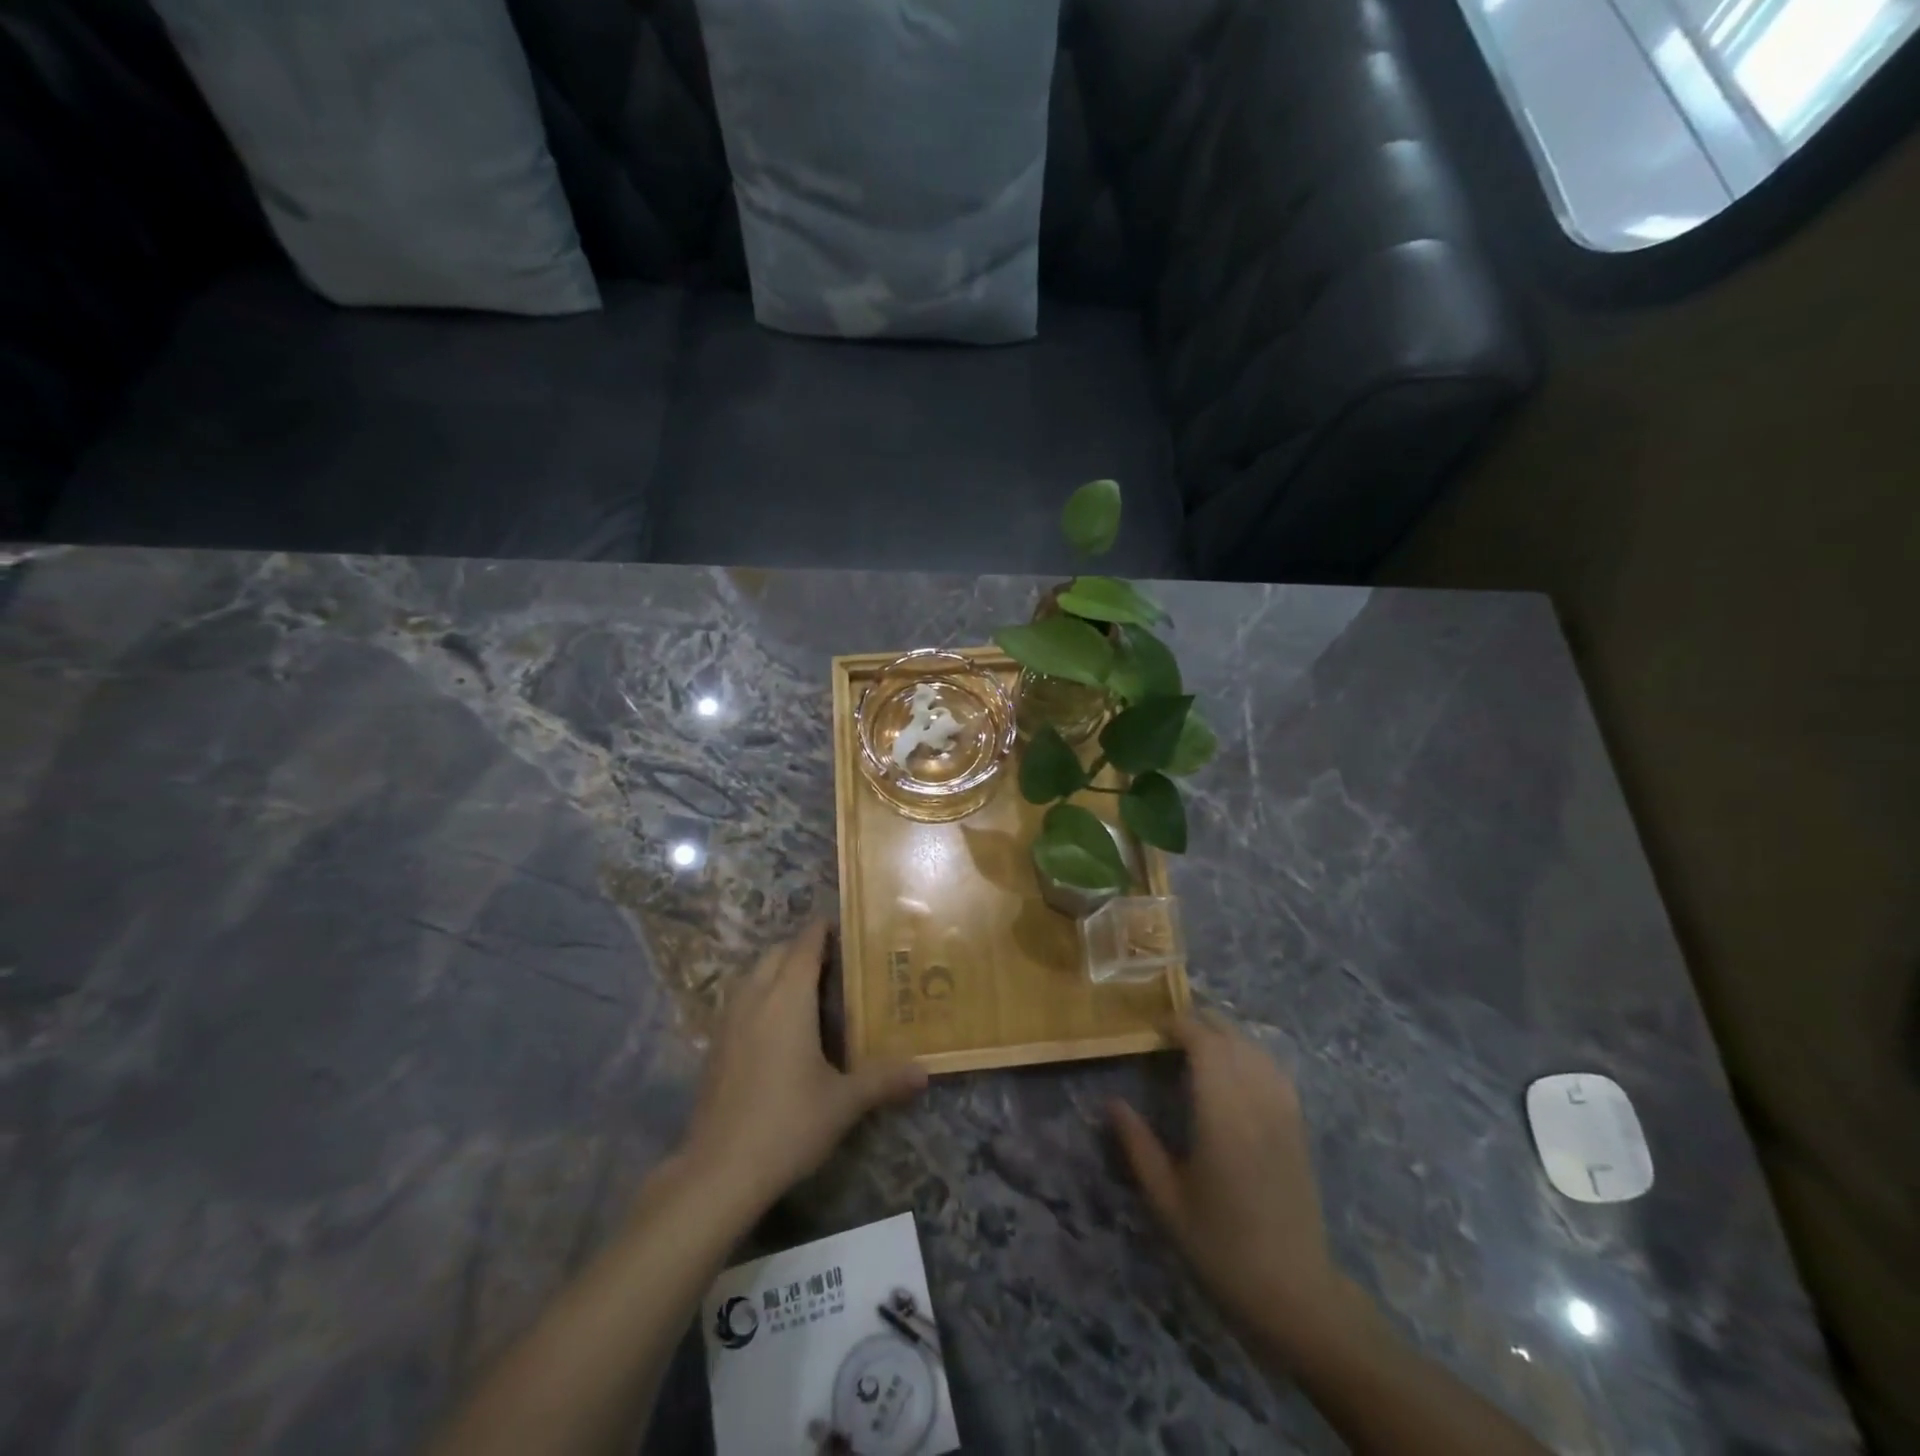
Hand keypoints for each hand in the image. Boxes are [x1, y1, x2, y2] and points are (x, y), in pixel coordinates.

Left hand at [682, 919, 926, 1215]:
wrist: (718, 1172)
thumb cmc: (787, 1125)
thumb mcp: (843, 1103)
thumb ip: (883, 1080)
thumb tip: (924, 1071)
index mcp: (788, 999)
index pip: (804, 947)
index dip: (821, 931)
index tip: (841, 924)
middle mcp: (755, 999)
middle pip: (775, 954)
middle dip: (801, 948)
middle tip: (833, 959)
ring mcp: (728, 1022)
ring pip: (753, 976)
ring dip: (776, 970)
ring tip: (806, 987)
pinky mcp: (714, 1047)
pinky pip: (740, 1002)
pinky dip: (760, 995)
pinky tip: (775, 1026)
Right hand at [1111, 1015, 1358, 1364]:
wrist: (1293, 1292)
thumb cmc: (1220, 1247)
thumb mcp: (1166, 1201)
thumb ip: (1138, 1146)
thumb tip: (1112, 1102)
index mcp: (1222, 1118)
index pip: (1205, 1046)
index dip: (1180, 1026)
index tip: (1155, 1026)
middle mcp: (1256, 1104)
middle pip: (1232, 1040)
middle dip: (1202, 1022)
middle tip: (1171, 1027)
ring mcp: (1283, 1114)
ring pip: (1257, 1050)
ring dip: (1228, 1034)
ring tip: (1200, 1039)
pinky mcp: (1299, 1127)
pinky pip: (1276, 1071)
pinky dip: (1252, 1054)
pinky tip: (1238, 1064)